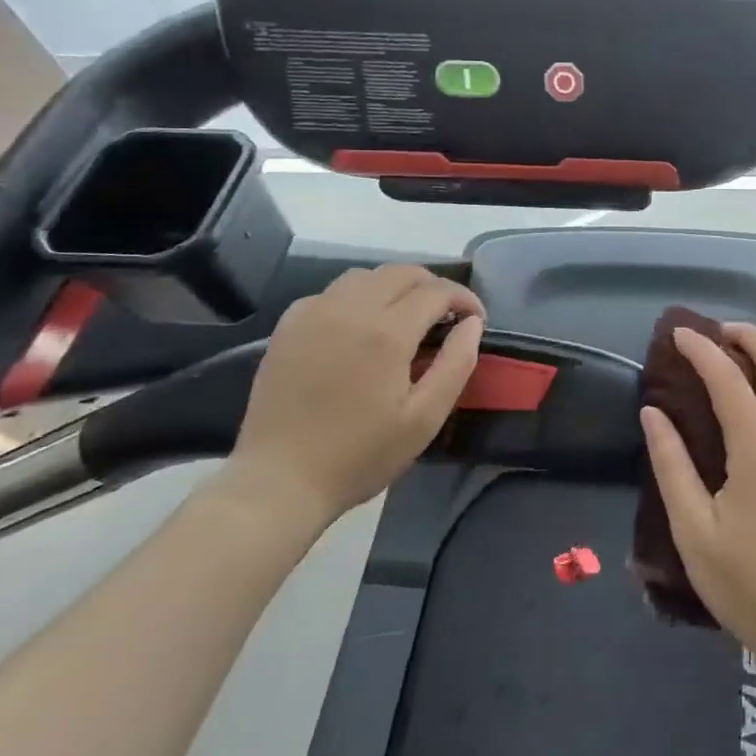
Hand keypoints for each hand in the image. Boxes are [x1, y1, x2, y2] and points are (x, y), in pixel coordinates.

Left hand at [226, 264, 484, 526]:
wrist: (279, 483)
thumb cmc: (359, 455)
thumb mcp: (425, 419)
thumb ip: (456, 364)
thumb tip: (473, 323)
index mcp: (387, 333)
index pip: (437, 291)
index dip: (464, 299)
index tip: (476, 319)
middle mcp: (350, 310)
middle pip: (402, 273)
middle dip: (433, 286)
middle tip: (446, 315)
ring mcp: (313, 315)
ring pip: (365, 276)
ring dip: (394, 286)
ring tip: (405, 315)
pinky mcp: (288, 328)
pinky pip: (330, 293)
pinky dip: (356, 297)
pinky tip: (359, 326)